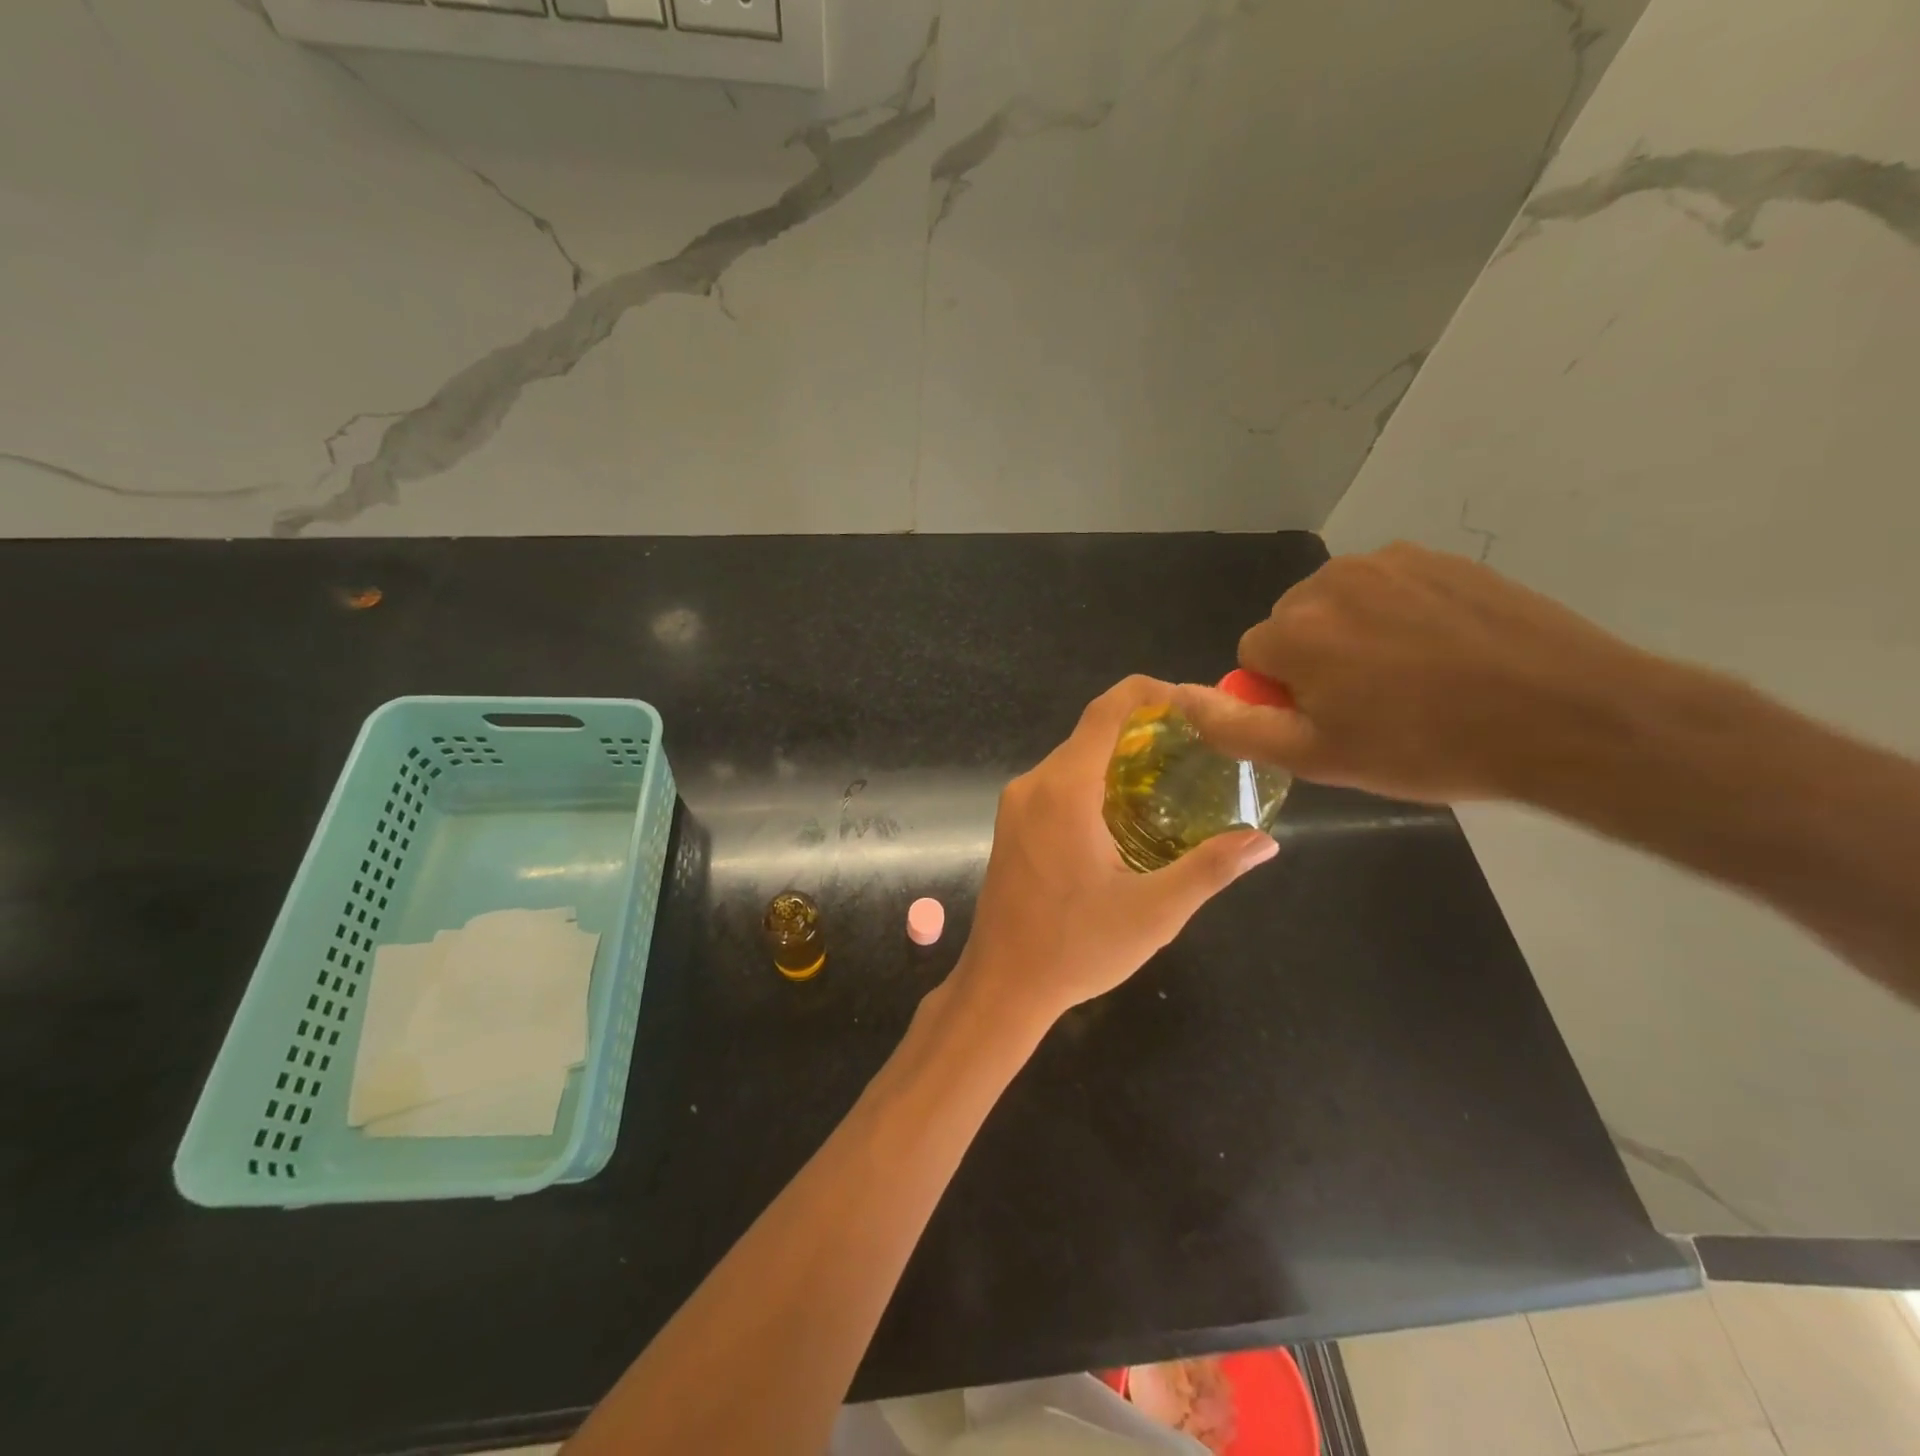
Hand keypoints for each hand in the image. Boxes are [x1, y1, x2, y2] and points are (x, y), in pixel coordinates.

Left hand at [953, 676, 1278, 1028]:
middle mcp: (1034, 784)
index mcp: (1065, 789)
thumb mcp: (1155, 912)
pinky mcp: (1012, 824)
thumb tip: (1265, 841)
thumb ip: (1211, 868)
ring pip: (1074, 758)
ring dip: (1119, 758)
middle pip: (1092, 732)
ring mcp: (1017, 804)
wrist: (1002, 985)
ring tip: (1173, 779)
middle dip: (1145, 730)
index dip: (1151, 694)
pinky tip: (1128, 812)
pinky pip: (1058, 783)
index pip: (1107, 710)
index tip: (1195, 706)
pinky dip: (1095, 780)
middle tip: (1199, 749)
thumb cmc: (1076, 948)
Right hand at [1172, 543, 1647, 802]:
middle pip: (1292, 626)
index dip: (1284, 696)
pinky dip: (1396, 616)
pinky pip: (1387, 588)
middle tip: (1372, 707)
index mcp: (1294, 630)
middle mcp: (1329, 581)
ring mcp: (1389, 562)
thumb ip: (1235, 727)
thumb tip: (1177, 697)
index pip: (1252, 658)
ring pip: (1338, 605)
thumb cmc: (1427, 747)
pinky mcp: (1438, 558)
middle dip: (1314, 661)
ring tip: (1412, 680)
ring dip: (1353, 637)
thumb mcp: (1317, 757)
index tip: (1332, 723)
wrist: (1565, 715)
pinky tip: (1442, 651)